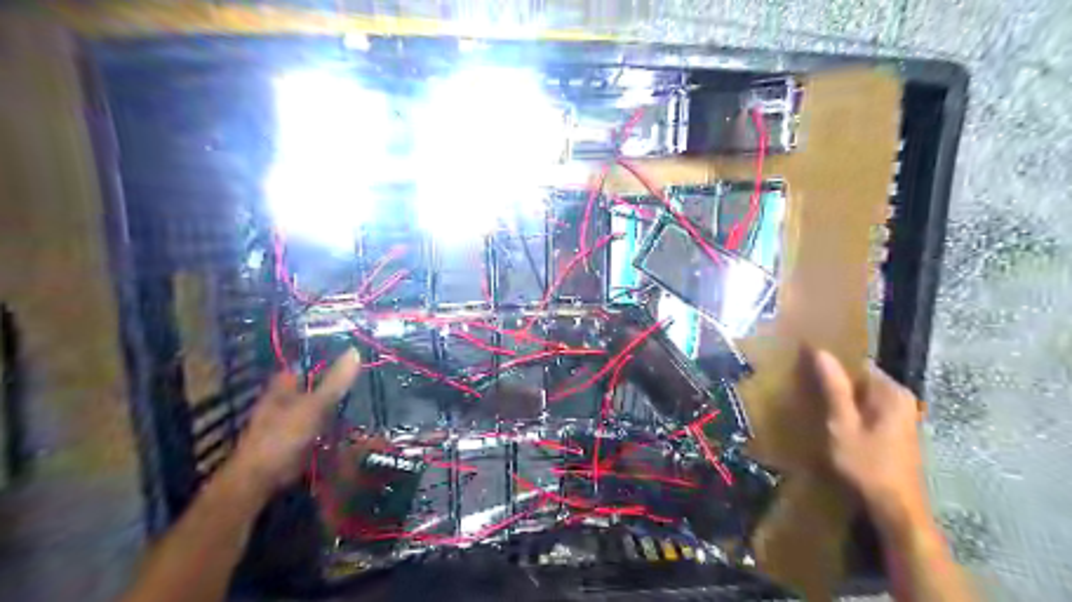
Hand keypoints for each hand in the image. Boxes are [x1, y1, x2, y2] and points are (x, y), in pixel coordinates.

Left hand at [228, 349, 361, 497]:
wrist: (260, 478)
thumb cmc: (283, 435)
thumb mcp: (315, 405)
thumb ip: (335, 381)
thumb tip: (355, 350)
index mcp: (283, 385)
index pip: (304, 365)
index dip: (325, 360)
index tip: (350, 358)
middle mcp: (282, 399)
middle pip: (311, 386)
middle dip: (332, 385)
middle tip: (360, 382)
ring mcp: (287, 421)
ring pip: (315, 407)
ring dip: (333, 407)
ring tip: (359, 404)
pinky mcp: (293, 440)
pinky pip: (316, 427)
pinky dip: (330, 426)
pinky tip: (346, 428)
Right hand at [805, 348, 931, 532]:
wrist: (896, 508)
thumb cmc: (867, 464)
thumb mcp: (843, 425)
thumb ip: (834, 388)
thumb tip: (821, 351)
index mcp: (891, 392)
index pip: (857, 363)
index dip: (831, 362)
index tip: (804, 364)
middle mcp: (901, 398)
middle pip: (861, 379)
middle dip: (834, 380)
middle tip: (803, 383)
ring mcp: (901, 415)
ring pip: (863, 395)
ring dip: (840, 397)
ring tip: (811, 398)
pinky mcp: (896, 431)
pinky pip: (868, 409)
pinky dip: (850, 410)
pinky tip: (831, 419)